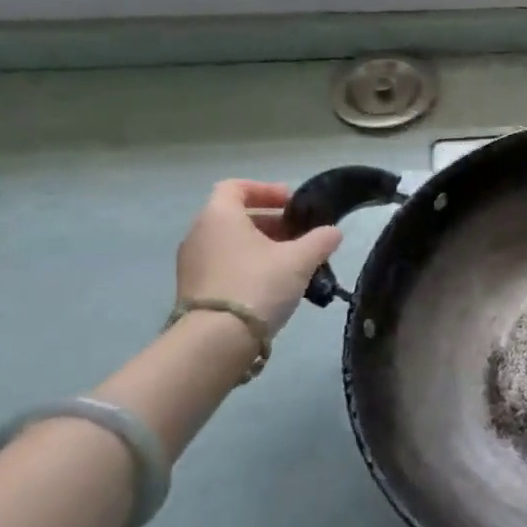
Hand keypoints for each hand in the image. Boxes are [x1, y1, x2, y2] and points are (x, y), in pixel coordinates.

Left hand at [175, 180, 342, 334]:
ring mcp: (193, 264)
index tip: (292, 202)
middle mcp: (199, 234)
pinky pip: (225, 265)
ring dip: (262, 246)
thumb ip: (320, 240)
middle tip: (301, 234)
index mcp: (219, 217)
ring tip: (294, 262)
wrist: (216, 339)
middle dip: (271, 222)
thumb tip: (334, 232)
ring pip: (231, 243)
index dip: (265, 190)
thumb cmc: (258, 284)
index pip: (236, 187)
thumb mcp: (300, 259)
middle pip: (236, 217)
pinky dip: (249, 265)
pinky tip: (274, 283)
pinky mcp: (195, 289)